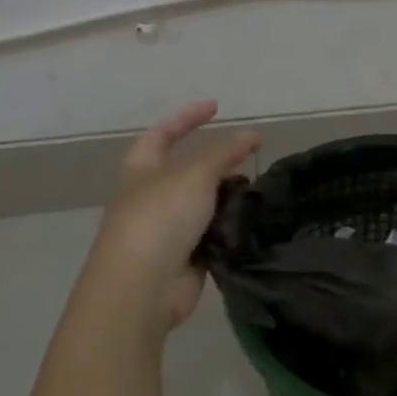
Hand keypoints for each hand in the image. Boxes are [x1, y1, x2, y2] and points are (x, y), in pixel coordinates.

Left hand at [85, 101, 260, 330]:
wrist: (141, 288)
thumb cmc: (160, 218)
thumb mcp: (194, 175)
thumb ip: (224, 152)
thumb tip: (251, 135)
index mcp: (142, 169)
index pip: (163, 133)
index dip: (188, 117)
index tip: (216, 107)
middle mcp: (151, 196)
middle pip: (186, 170)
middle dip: (216, 161)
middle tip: (248, 156)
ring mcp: (166, 229)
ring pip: (202, 204)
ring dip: (226, 196)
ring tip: (255, 190)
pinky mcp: (183, 258)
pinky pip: (211, 234)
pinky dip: (228, 227)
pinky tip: (251, 223)